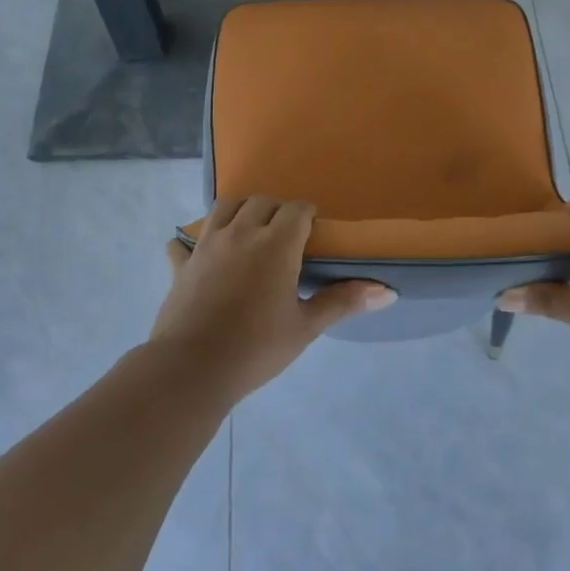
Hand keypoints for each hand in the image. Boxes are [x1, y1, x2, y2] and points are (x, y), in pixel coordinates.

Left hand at [151, 196, 393, 398]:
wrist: (191, 369)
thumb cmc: (256, 348)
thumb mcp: (306, 327)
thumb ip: (343, 302)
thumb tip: (387, 292)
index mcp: (276, 243)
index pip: (297, 209)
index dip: (308, 216)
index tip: (313, 234)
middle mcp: (241, 232)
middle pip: (262, 201)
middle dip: (277, 211)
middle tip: (286, 238)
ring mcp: (207, 244)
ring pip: (224, 206)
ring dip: (240, 212)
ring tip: (249, 234)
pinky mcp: (181, 263)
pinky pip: (184, 241)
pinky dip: (194, 243)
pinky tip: (201, 257)